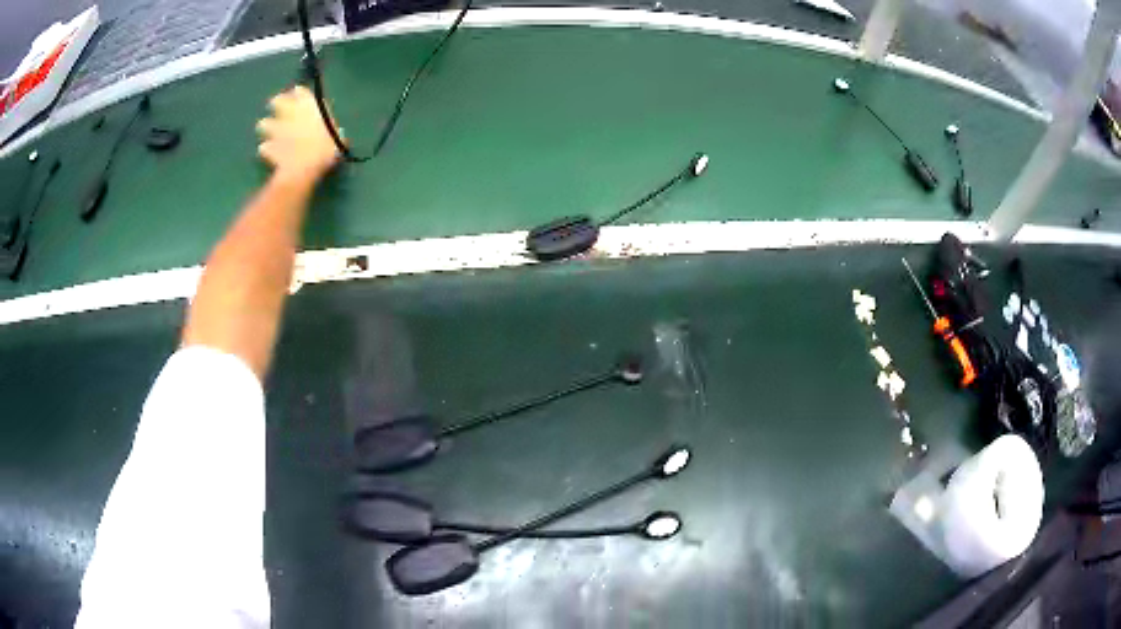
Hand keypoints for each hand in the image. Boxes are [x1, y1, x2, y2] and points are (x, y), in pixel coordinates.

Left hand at [256, 86, 340, 180]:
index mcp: (309, 105)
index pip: (300, 91)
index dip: (299, 94)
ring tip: (270, 133)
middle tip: (278, 110)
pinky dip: (265, 149)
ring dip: (266, 126)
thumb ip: (331, 131)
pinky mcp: (267, 146)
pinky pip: (263, 146)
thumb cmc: (325, 149)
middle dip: (276, 104)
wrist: (303, 169)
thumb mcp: (336, 139)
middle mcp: (290, 112)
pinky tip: (269, 152)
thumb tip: (337, 134)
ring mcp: (276, 129)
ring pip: (264, 123)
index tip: (298, 97)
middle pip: (277, 101)